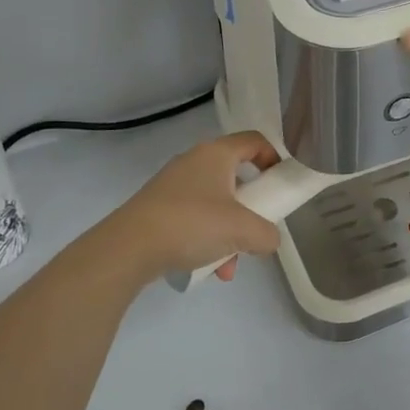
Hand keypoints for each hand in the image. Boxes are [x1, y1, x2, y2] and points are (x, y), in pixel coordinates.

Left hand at [105, 132, 282, 280]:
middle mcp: (194, 162)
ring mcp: (173, 185)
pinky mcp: (158, 208)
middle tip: (256, 229)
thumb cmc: (191, 224)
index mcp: (216, 154)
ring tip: (229, 264)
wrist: (127, 248)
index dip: (274, 157)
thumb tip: (269, 240)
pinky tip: (208, 269)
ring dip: (229, 232)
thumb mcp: (243, 231)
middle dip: (251, 209)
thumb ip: (267, 234)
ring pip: (216, 204)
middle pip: (236, 177)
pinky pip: (195, 219)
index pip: (255, 140)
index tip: (281, 183)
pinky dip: (207, 240)